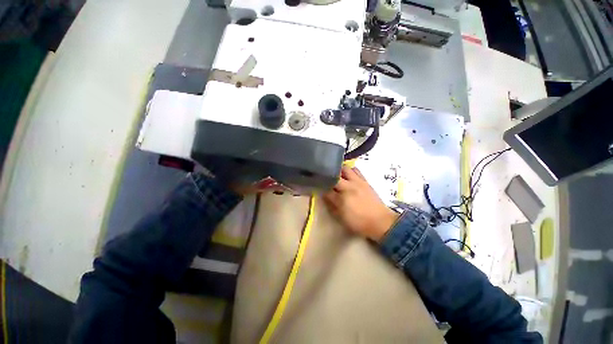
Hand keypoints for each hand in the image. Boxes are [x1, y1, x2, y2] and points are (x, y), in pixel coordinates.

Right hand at [323, 166, 398, 241]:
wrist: (381, 222)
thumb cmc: (359, 223)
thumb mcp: (342, 217)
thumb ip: (332, 205)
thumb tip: (324, 195)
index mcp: (341, 198)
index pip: (326, 189)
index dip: (320, 187)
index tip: (317, 186)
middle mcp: (348, 187)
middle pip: (334, 175)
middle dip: (328, 176)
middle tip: (325, 178)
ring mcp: (357, 182)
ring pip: (346, 168)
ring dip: (339, 170)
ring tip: (336, 174)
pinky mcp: (365, 181)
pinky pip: (356, 170)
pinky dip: (350, 171)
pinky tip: (348, 175)